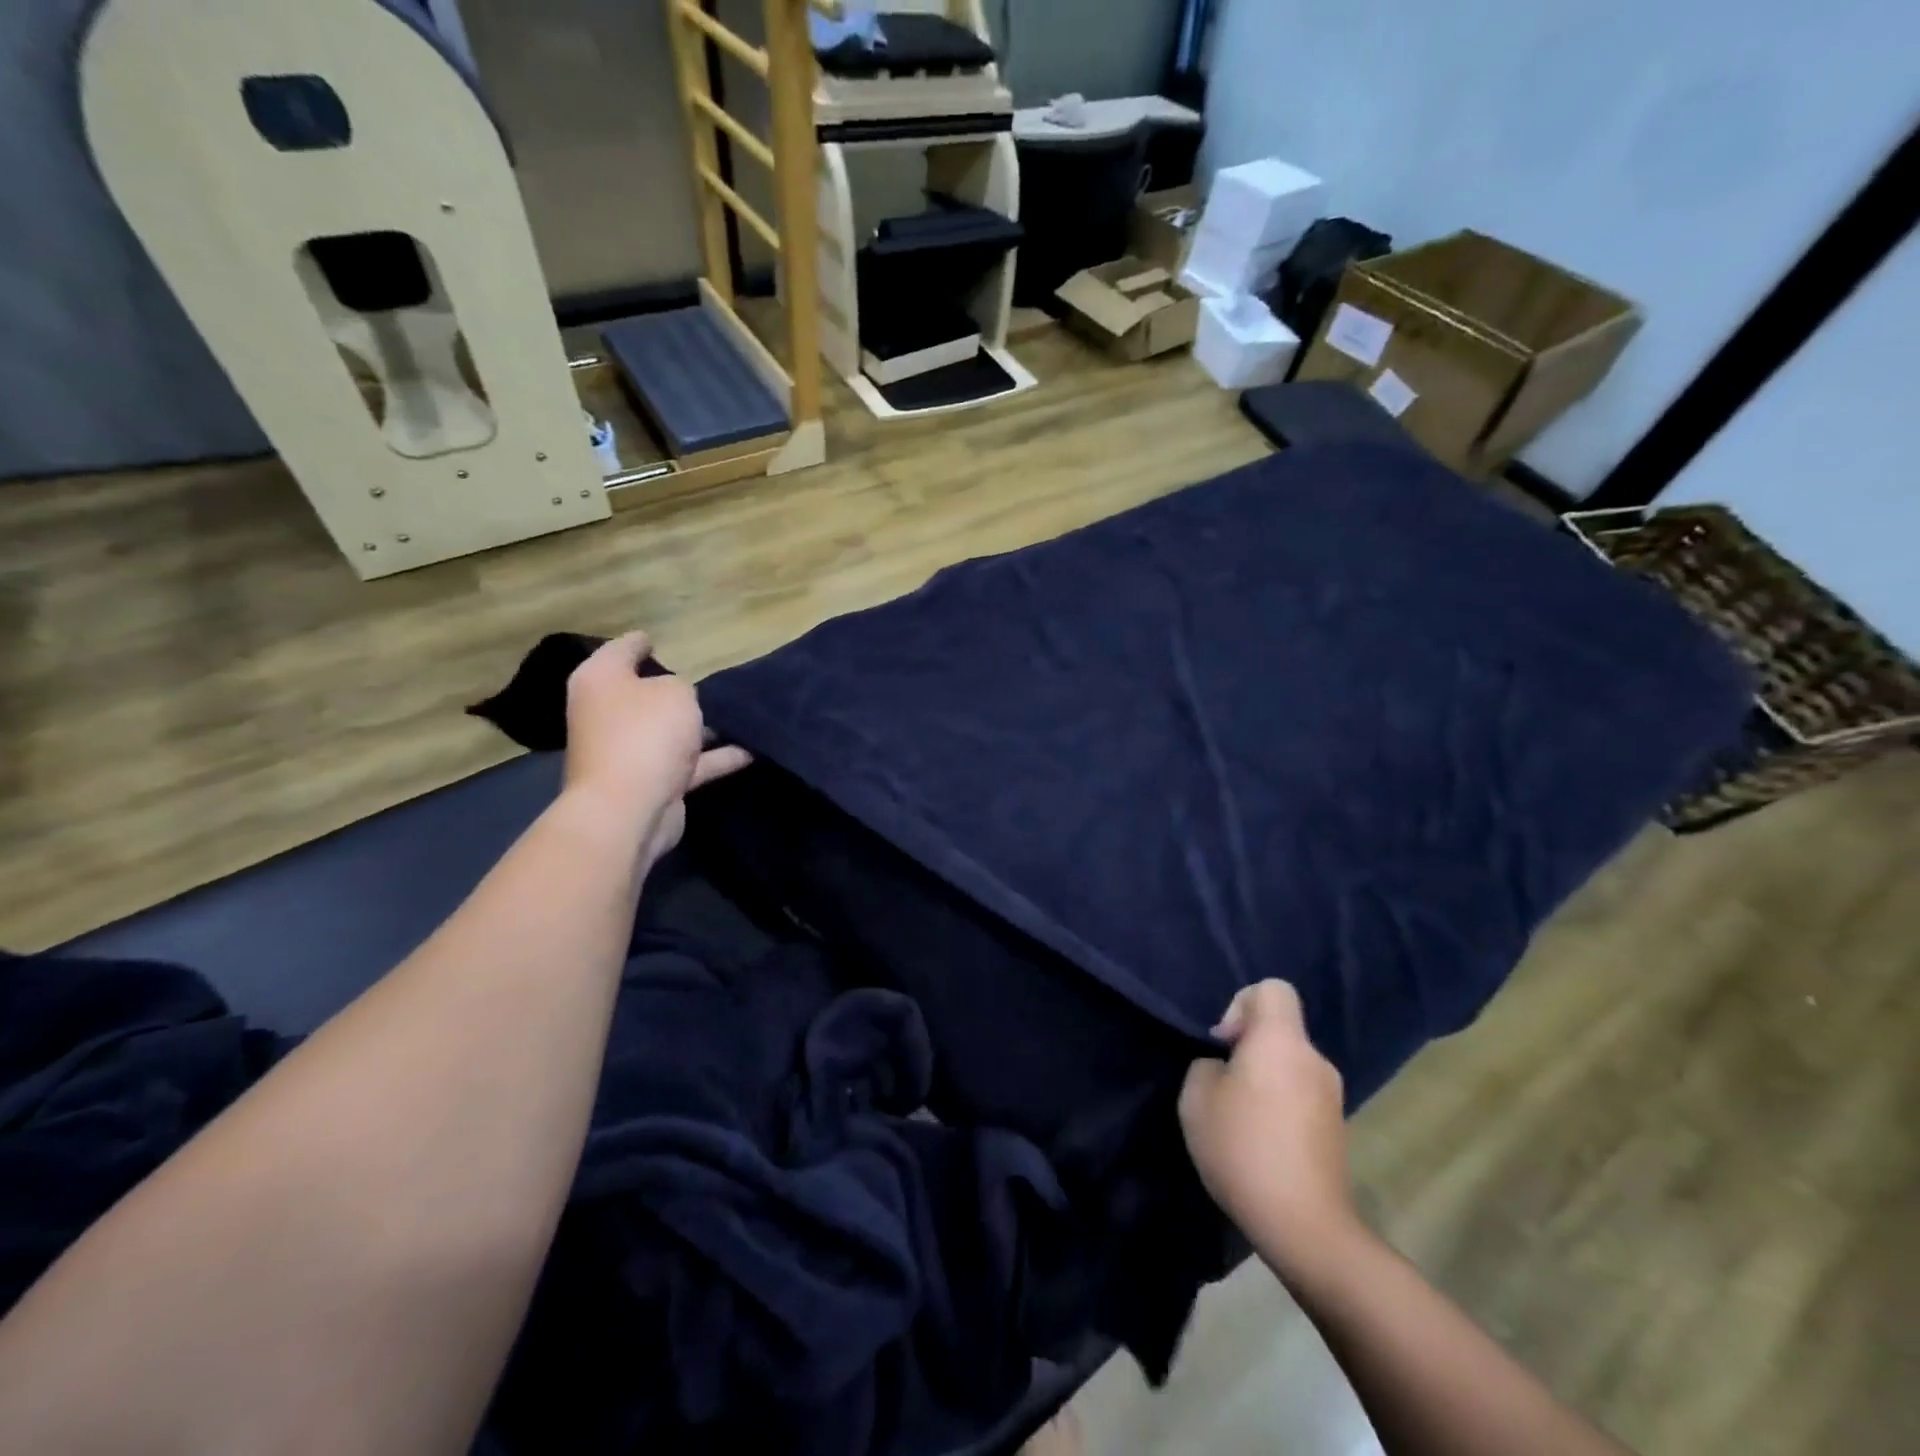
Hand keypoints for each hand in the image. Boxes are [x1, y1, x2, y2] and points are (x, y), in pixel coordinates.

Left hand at [562, 631, 750, 858]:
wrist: (629, 808)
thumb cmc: (645, 734)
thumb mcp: (675, 692)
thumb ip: (682, 687)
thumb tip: (678, 700)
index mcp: (601, 681)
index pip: (621, 650)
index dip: (640, 642)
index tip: (656, 638)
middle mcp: (608, 713)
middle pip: (644, 693)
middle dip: (674, 689)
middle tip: (706, 678)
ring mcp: (628, 750)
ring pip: (669, 730)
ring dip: (700, 727)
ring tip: (737, 715)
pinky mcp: (652, 781)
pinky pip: (690, 762)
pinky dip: (717, 757)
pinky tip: (751, 749)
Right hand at [1178, 980, 1357, 1272]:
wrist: (1304, 1226)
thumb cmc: (1243, 1148)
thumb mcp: (1197, 1096)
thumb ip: (1207, 1064)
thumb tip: (1226, 1067)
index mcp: (1282, 1041)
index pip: (1272, 988)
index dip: (1241, 1003)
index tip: (1223, 1043)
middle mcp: (1313, 1059)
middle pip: (1280, 1028)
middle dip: (1247, 1046)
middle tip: (1221, 1084)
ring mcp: (1332, 1095)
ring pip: (1288, 1063)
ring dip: (1263, 1078)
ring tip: (1237, 1118)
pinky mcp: (1336, 1128)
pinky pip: (1300, 1094)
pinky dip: (1279, 1104)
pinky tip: (1260, 1141)